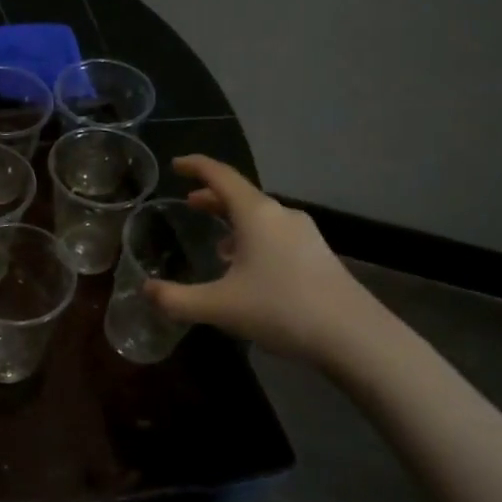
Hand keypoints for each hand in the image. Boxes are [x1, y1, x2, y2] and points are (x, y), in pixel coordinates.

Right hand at [147, 155, 374, 363]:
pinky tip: (249, 268)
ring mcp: (305, 234)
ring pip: (261, 217)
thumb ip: (177, 299)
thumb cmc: (281, 309)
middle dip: (213, 197)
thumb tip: (146, 290)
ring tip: (216, 241)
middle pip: (241, 195)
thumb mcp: (219, 307)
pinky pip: (277, 235)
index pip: (220, 176)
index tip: (176, 165)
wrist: (354, 336)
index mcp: (256, 214)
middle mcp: (281, 215)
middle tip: (189, 203)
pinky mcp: (318, 255)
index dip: (196, 166)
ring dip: (235, 221)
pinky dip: (255, 239)